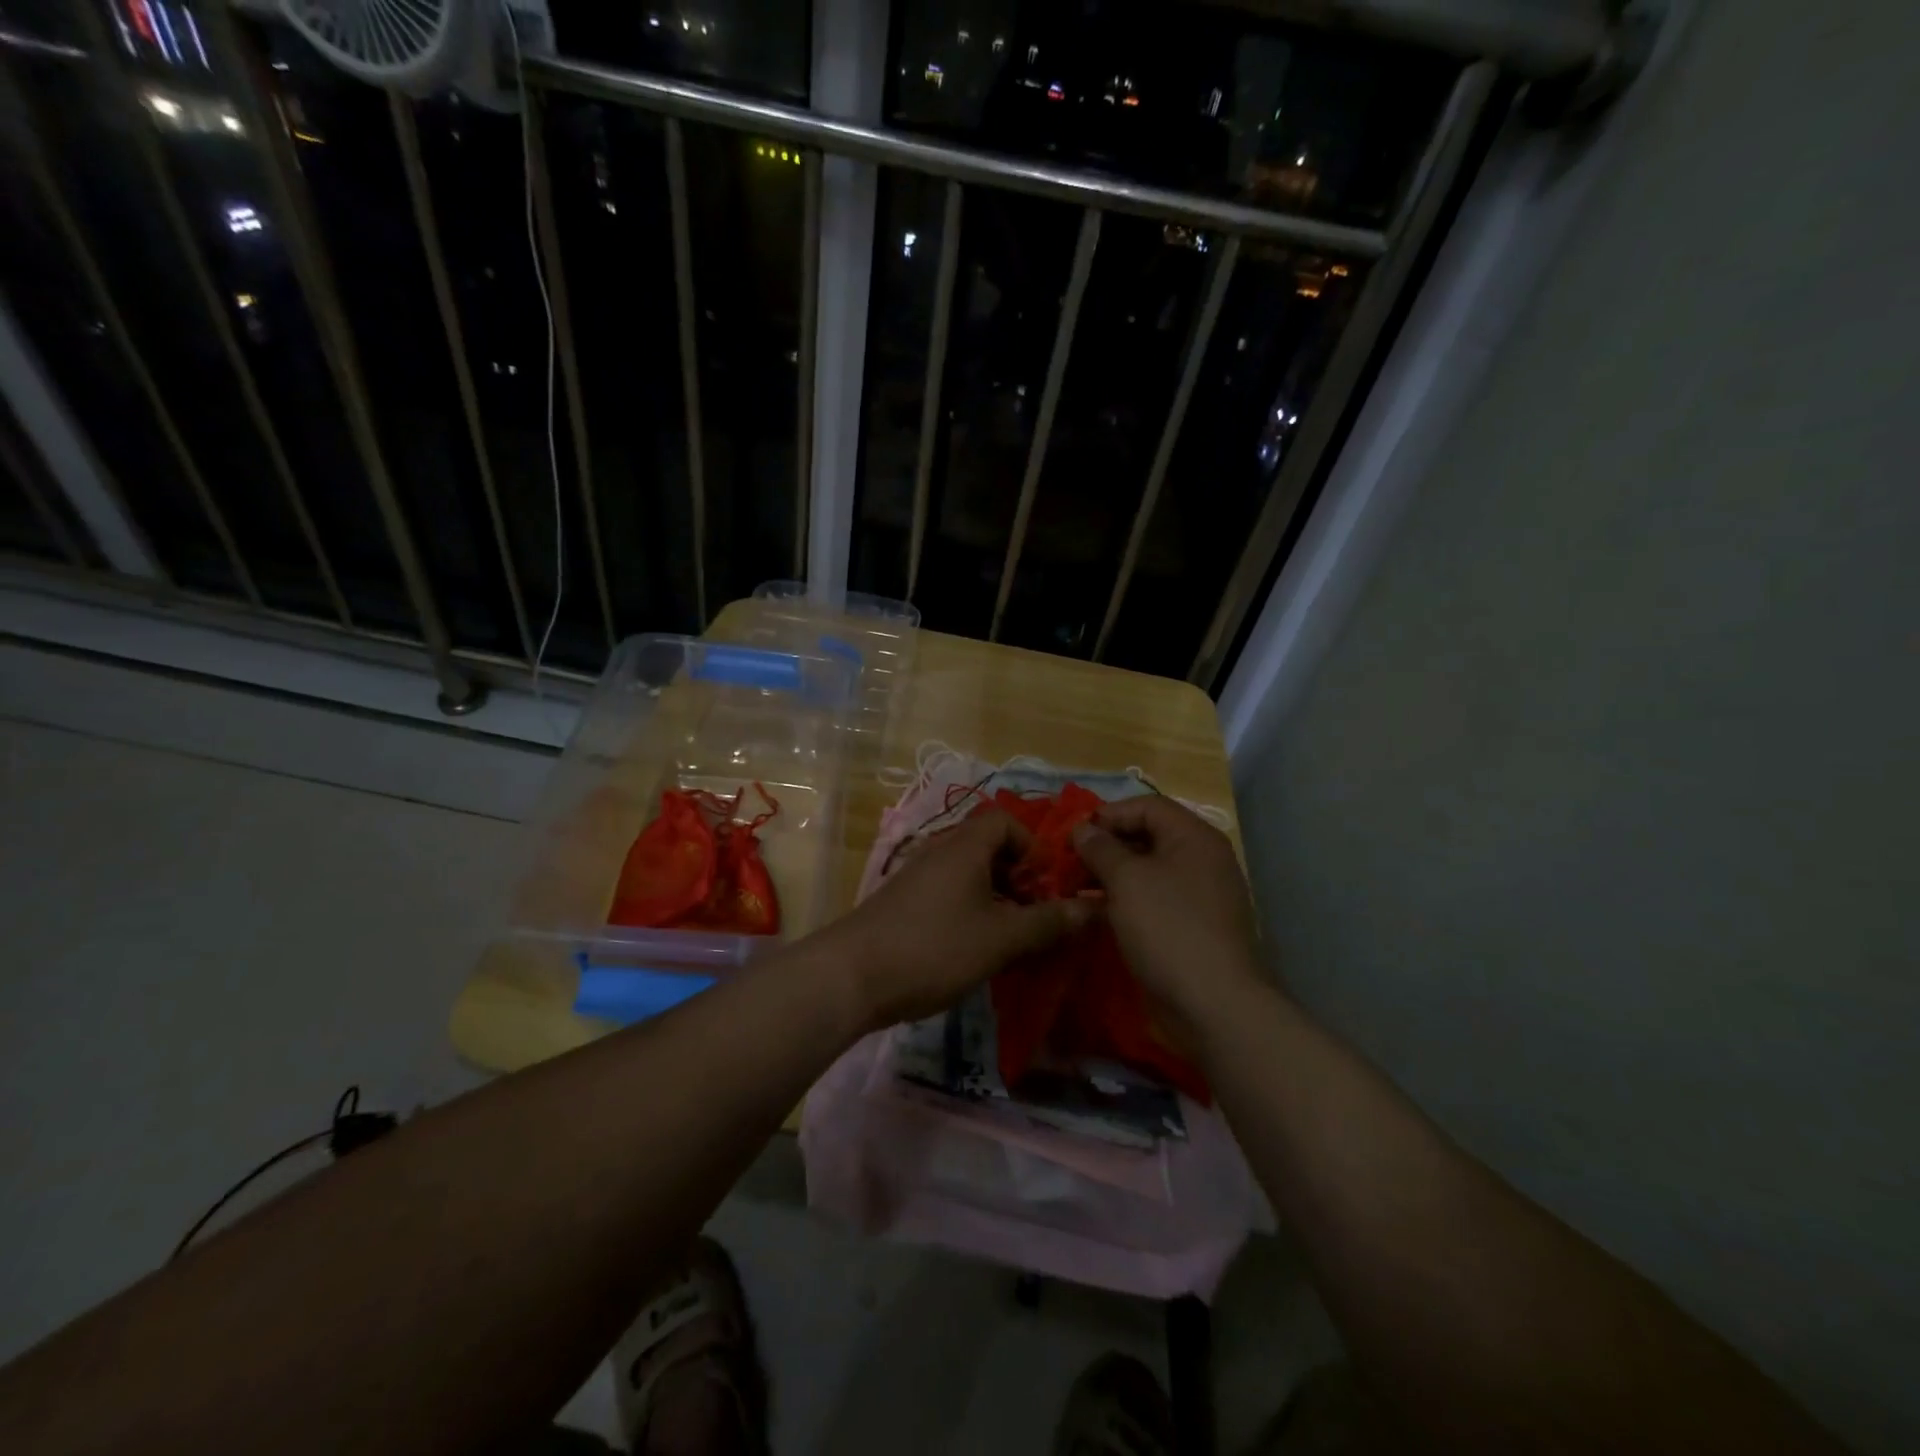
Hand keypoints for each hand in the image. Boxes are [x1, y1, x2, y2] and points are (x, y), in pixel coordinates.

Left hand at [818, 810, 1093, 1030]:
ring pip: (968, 876)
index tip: (1044, 885)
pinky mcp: (903, 905)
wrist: (851, 976)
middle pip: (988, 848)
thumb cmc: (934, 947)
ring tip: (1010, 939)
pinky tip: (973, 951)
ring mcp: (917, 878)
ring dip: (995, 900)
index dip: (1032, 846)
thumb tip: (1091, 908)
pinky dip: (969, 913)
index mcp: (965, 846)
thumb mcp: (1001, 937)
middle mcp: (939, 852)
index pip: (1005, 821)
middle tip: (1034, 917)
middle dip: (1018, 879)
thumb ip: (1047, 921)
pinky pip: (948, 896)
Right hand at [1070, 795, 1264, 1022]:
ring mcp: (1197, 896)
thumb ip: (1101, 848)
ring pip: (1146, 872)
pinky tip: (1094, 913)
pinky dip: (1123, 902)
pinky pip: (1152, 901)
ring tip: (1073, 887)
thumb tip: (1084, 829)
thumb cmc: (1169, 928)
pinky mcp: (1189, 927)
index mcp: (1193, 837)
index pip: (1146, 806)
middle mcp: (1200, 860)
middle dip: (1104, 846)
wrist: (1214, 1004)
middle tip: (1067, 862)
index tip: (1072, 834)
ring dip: (1109, 876)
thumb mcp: (1127, 880)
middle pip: (1146, 837)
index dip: (1108, 814)